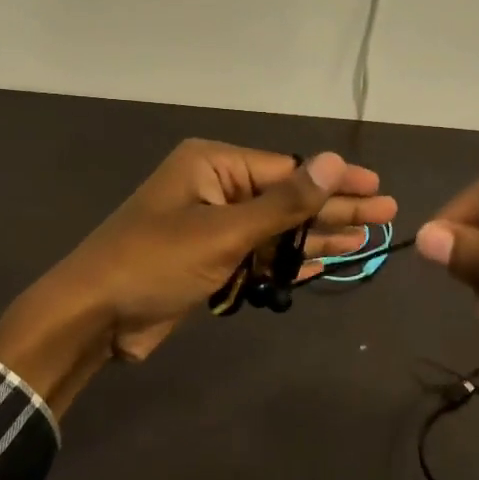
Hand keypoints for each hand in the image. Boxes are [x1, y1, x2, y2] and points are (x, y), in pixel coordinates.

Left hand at [0, 141, 394, 415]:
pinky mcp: (211, 263)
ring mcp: (214, 228)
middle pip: (288, 199)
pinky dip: (291, 262)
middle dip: (334, 209)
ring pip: (277, 231)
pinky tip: (327, 264)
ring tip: (367, 240)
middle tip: (386, 214)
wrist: (92, 318)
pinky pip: (261, 257)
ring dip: (318, 238)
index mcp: (213, 165)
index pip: (288, 169)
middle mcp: (216, 189)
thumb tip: (334, 161)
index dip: (335, 180)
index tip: (377, 186)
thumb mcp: (224, 231)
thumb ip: (284, 202)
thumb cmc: (154, 262)